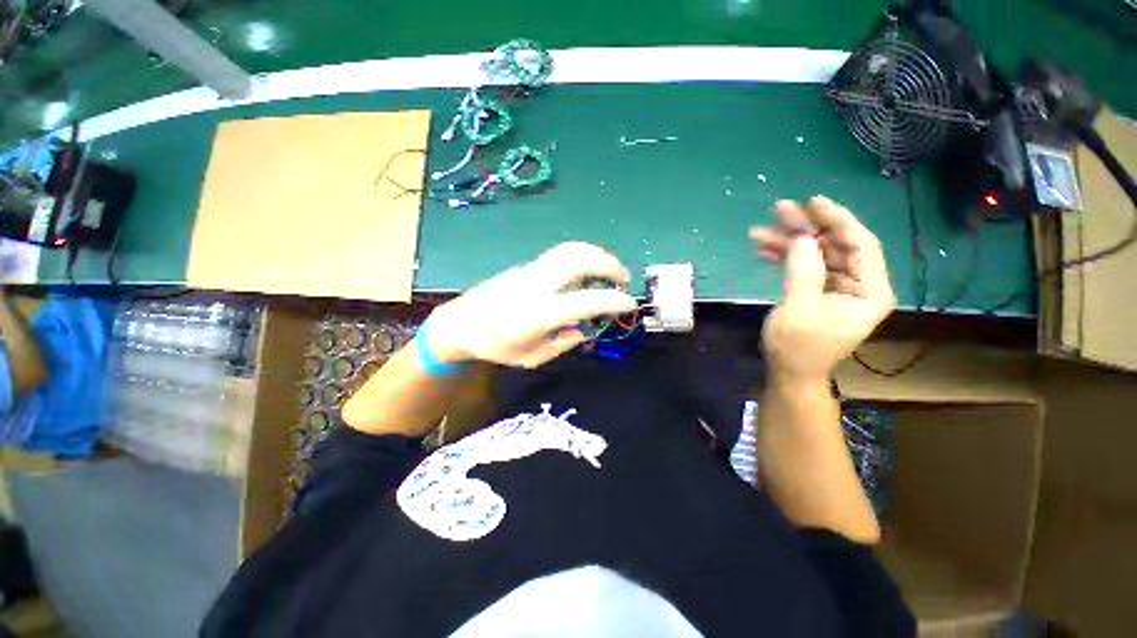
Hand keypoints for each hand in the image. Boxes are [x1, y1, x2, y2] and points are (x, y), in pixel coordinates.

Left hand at [426, 242, 636, 368]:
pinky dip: (581, 259)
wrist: (461, 322)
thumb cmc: (495, 346)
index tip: (630, 304)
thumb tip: (583, 330)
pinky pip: (560, 256)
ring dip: (596, 255)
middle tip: (624, 278)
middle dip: (609, 264)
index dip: (614, 301)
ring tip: (609, 270)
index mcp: (540, 313)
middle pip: (579, 259)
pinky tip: (585, 274)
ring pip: (570, 250)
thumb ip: (562, 344)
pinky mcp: (527, 266)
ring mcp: (531, 270)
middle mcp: (538, 285)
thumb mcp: (531, 358)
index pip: (586, 301)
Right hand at [751, 196, 895, 382]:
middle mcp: (860, 284)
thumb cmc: (797, 347)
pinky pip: (806, 266)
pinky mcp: (820, 290)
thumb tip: (802, 238)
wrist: (789, 373)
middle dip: (808, 227)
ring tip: (760, 232)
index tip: (813, 202)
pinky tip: (764, 249)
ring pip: (818, 253)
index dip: (839, 220)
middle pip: (837, 245)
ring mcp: (839, 287)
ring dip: (790, 241)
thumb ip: (803, 271)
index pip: (862, 245)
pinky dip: (785, 257)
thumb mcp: (799, 309)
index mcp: (870, 291)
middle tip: (780, 210)